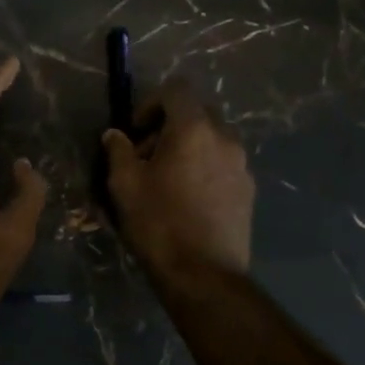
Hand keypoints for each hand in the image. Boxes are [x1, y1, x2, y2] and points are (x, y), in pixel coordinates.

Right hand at [101, 80, 253, 279]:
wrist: (203, 274)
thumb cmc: (158, 223)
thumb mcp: (125, 184)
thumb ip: (119, 151)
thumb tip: (115, 135)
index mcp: (193, 129)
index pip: (176, 89)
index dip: (151, 102)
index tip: (135, 131)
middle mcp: (224, 138)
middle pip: (197, 112)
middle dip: (170, 125)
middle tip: (147, 155)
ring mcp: (241, 164)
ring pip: (212, 138)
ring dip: (188, 147)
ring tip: (167, 179)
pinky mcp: (248, 189)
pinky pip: (223, 163)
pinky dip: (204, 167)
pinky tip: (188, 198)